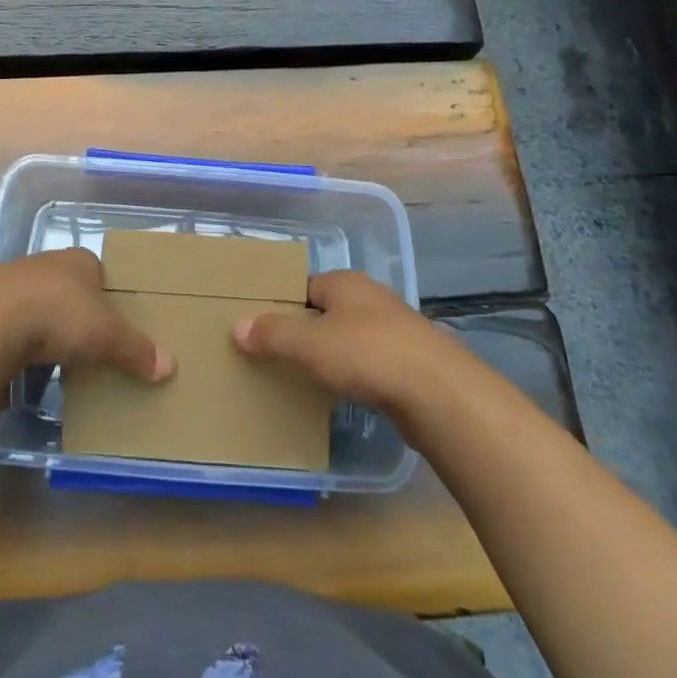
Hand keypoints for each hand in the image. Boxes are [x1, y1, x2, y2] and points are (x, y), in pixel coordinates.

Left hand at [0, 248, 174, 382]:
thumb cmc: (57, 315)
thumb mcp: (106, 334)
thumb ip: (136, 349)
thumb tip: (169, 366)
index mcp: (77, 260)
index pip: (98, 272)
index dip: (107, 296)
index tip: (114, 324)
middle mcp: (44, 265)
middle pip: (67, 292)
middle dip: (75, 318)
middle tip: (88, 349)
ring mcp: (10, 286)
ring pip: (35, 310)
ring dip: (43, 335)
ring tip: (55, 367)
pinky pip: (7, 332)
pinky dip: (15, 351)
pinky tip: (19, 374)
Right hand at [232, 270, 457, 421]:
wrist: (439, 393)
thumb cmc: (368, 354)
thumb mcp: (309, 343)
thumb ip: (272, 333)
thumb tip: (237, 327)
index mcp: (344, 282)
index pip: (302, 286)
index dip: (279, 305)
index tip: (258, 328)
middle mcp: (369, 298)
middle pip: (324, 311)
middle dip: (302, 332)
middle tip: (272, 356)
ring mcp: (393, 331)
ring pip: (347, 339)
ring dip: (328, 356)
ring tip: (300, 379)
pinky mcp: (408, 363)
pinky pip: (367, 364)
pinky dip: (351, 376)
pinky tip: (340, 395)